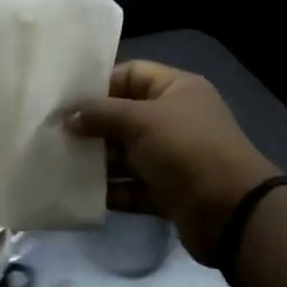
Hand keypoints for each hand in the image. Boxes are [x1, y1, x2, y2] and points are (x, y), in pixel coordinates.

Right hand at [68, 61, 279, 262]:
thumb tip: (67, 116)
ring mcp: (171, 158)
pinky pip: (131, 187)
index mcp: (176, 89)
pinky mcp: (167, 192)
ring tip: (59, 163)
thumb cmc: (186, 149)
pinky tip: (79, 192)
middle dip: (91, 126)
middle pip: (124, 116)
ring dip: (96, 160)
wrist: (231, 212)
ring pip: (125, 154)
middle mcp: (174, 120)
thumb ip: (101, 114)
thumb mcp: (141, 121)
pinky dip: (110, 190)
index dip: (99, 84)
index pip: (131, 74)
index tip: (65, 99)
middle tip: (54, 134)